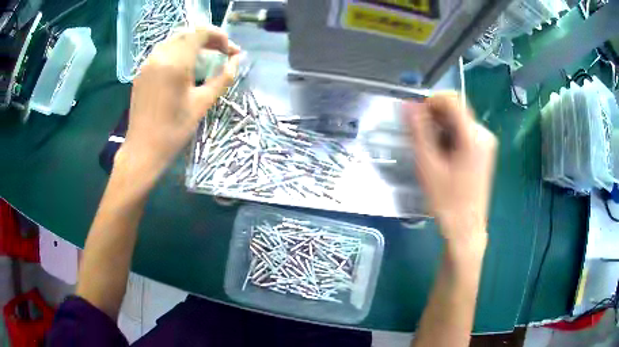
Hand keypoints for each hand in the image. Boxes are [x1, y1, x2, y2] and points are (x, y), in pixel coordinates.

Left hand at [117, 26, 240, 181]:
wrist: (143, 150)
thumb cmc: (174, 130)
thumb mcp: (203, 103)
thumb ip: (223, 78)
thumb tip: (237, 60)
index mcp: (176, 63)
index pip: (201, 33)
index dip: (219, 36)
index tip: (230, 51)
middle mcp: (160, 56)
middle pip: (187, 33)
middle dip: (207, 38)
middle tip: (221, 52)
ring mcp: (148, 63)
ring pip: (174, 40)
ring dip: (192, 43)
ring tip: (205, 57)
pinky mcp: (142, 72)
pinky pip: (162, 51)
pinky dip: (178, 51)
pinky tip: (184, 66)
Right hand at [403, 93, 496, 244]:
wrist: (465, 228)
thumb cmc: (447, 200)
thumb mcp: (428, 164)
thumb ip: (418, 131)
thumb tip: (408, 105)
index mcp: (473, 135)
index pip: (452, 100)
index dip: (431, 101)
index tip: (416, 117)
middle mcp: (484, 134)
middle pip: (456, 111)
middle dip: (435, 117)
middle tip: (419, 137)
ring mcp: (486, 143)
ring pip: (459, 122)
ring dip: (441, 128)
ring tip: (430, 151)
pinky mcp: (484, 152)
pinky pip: (464, 133)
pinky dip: (450, 137)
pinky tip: (442, 156)